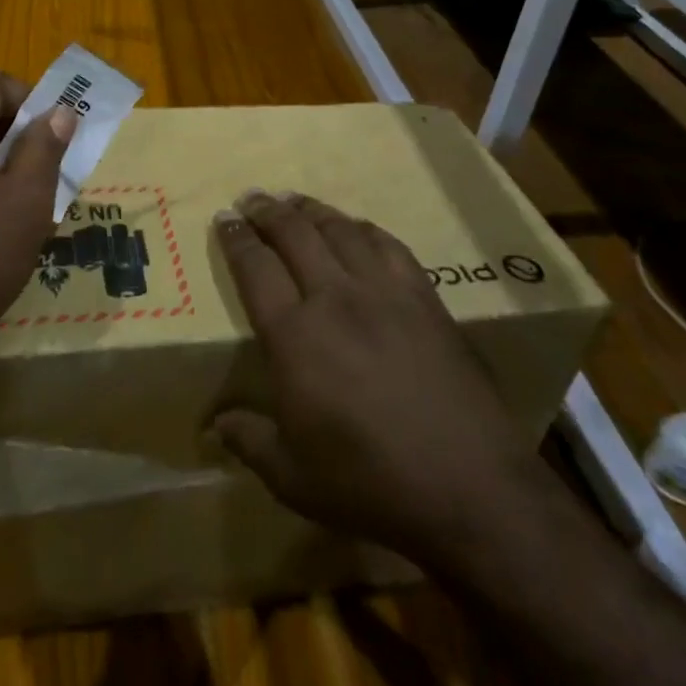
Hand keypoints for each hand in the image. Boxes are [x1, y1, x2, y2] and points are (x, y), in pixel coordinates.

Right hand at [210, 192, 532, 563]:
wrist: (471, 488)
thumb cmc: (370, 484)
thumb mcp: (293, 478)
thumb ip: (248, 441)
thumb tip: (214, 425)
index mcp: (294, 336)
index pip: (255, 268)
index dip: (235, 239)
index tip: (224, 218)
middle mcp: (334, 298)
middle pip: (294, 234)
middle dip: (267, 211)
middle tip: (252, 198)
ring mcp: (383, 293)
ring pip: (339, 230)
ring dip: (311, 210)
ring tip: (294, 201)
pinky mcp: (424, 299)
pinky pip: (388, 245)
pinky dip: (363, 228)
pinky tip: (356, 228)